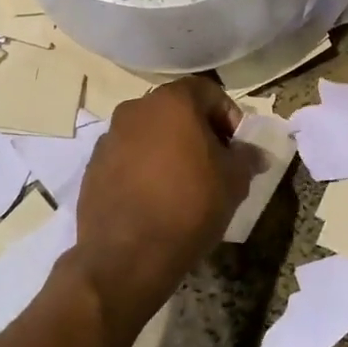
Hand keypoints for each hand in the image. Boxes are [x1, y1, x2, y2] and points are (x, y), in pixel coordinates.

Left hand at [71, 77, 252, 340]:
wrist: (126, 255)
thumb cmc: (189, 207)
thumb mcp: (234, 182)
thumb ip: (246, 158)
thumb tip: (254, 153)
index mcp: (172, 102)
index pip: (207, 91)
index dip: (227, 115)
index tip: (235, 145)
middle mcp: (136, 108)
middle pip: (175, 109)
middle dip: (197, 131)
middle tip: (214, 163)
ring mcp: (109, 136)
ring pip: (149, 132)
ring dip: (168, 148)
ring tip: (184, 183)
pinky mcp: (93, 165)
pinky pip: (127, 156)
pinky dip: (143, 167)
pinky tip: (155, 198)